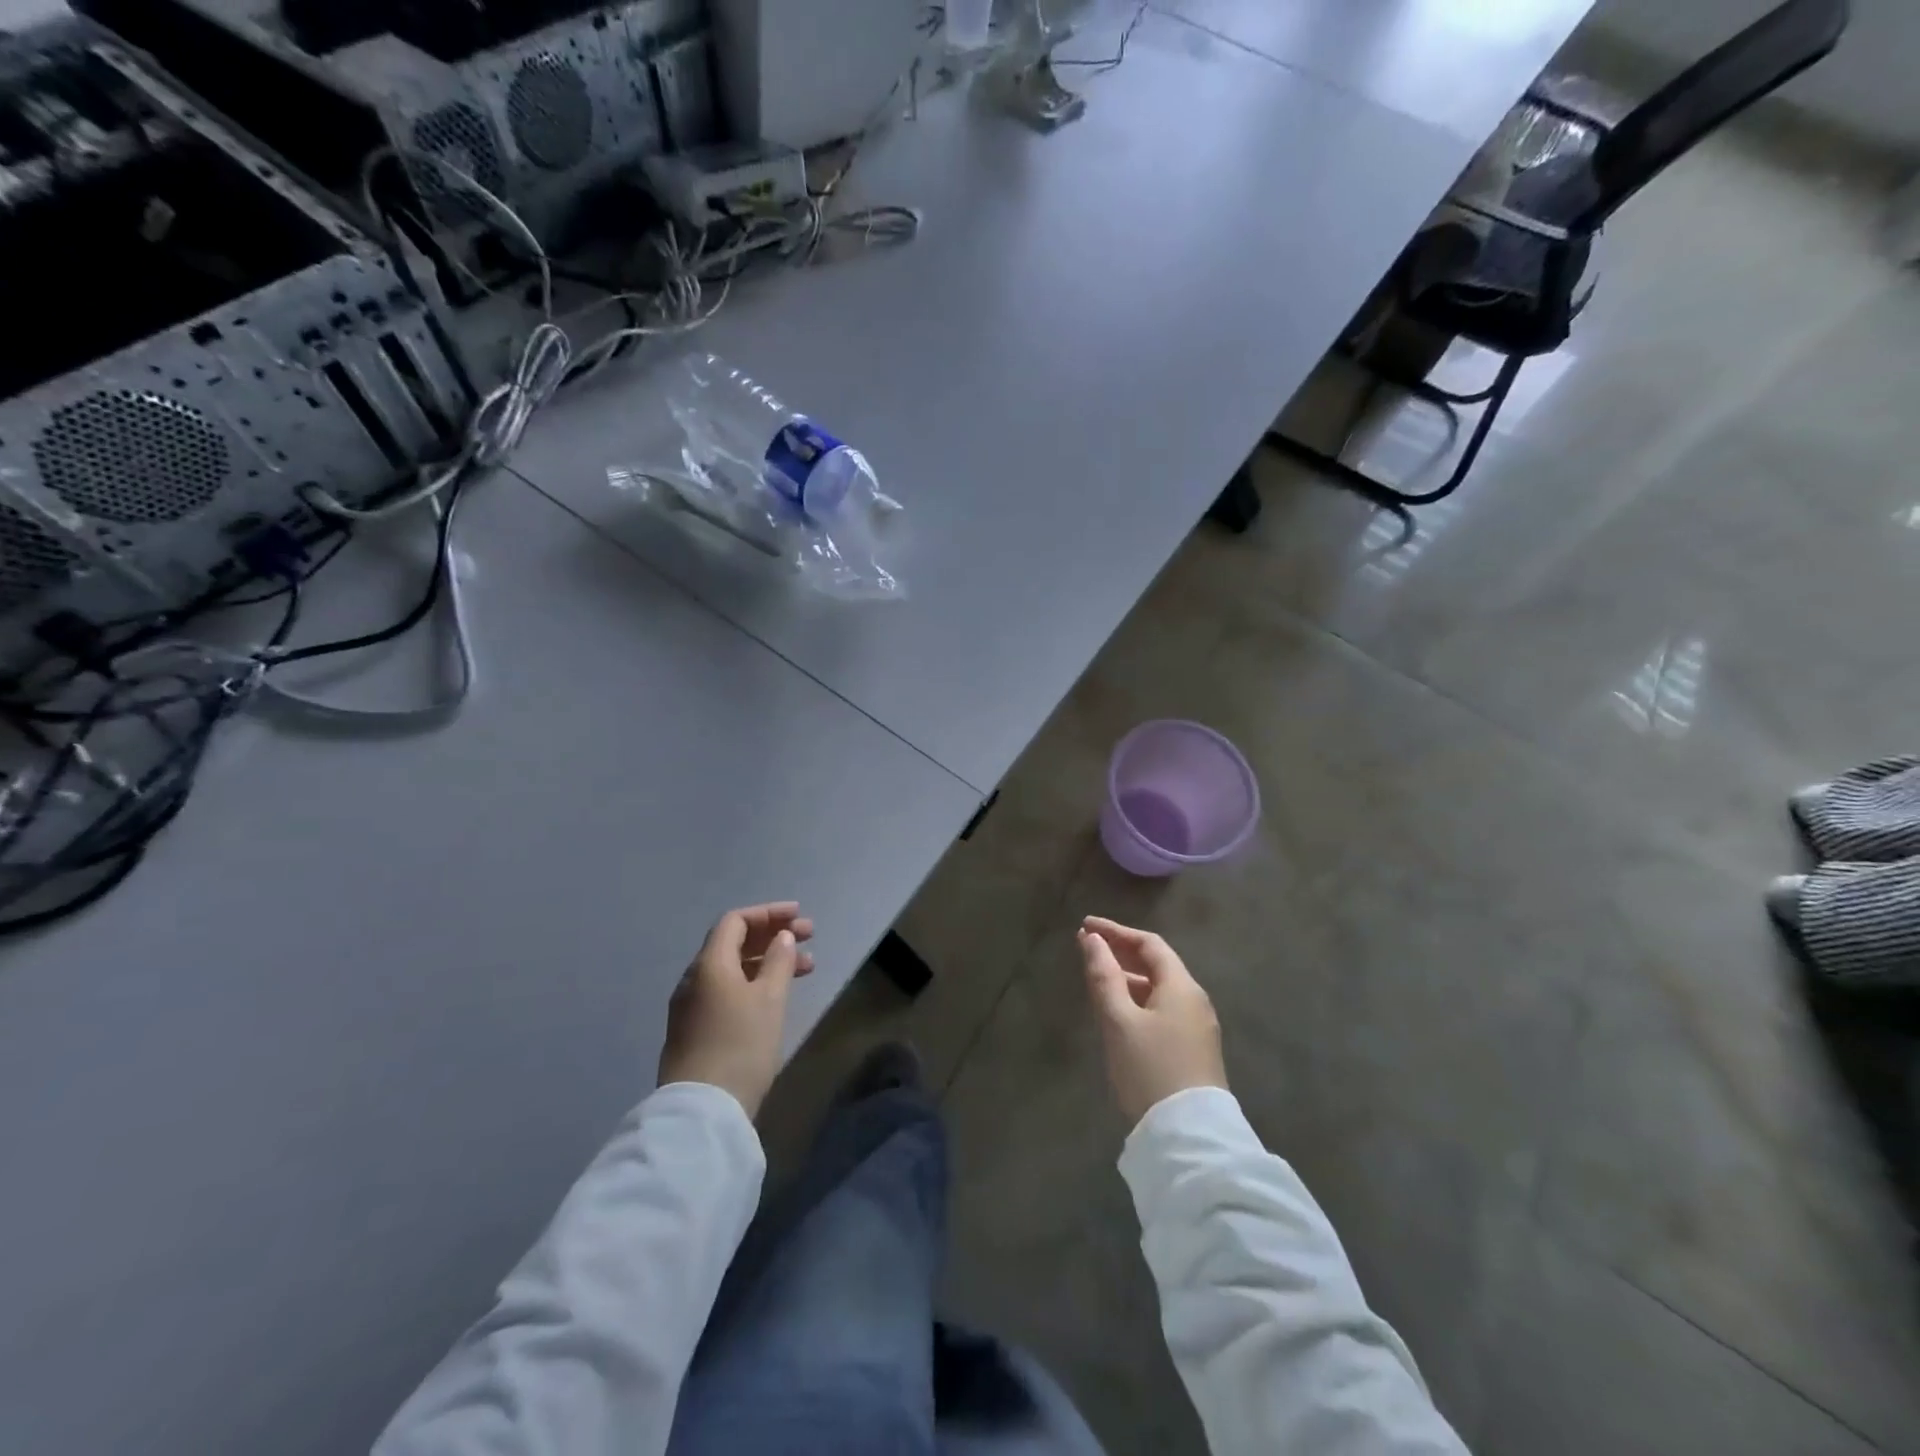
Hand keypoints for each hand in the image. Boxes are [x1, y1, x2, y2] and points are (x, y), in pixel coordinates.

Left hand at [659, 902, 814, 1117]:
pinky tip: (777, 997)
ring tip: (806, 969)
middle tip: (810, 937)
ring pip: (733, 970)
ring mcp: (691, 1008)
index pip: (735, 922)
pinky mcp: (694, 1031)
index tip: (799, 916)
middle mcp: (694, 980)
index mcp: (709, 964)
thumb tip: (782, 938)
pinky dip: (754, 984)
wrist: (703, 1111)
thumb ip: (779, 962)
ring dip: (768, 962)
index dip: (768, 914)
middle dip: (773, 936)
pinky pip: (726, 991)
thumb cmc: (741, 1045)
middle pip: (733, 943)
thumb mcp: (770, 999)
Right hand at [1077, 916, 1226, 1127]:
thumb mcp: (1118, 1020)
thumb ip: (1103, 975)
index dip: (1116, 931)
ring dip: (1129, 977)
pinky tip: (1120, 1012)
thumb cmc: (1149, 1069)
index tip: (1085, 926)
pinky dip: (1139, 999)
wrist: (1189, 1137)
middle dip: (1121, 952)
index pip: (1149, 943)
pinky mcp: (1195, 1051)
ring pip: (1160, 989)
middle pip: (1157, 964)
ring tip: (1097, 978)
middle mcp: (1195, 1000)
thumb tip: (1091, 938)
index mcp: (1181, 986)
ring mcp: (1198, 1027)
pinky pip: (1164, 1009)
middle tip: (1087, 948)